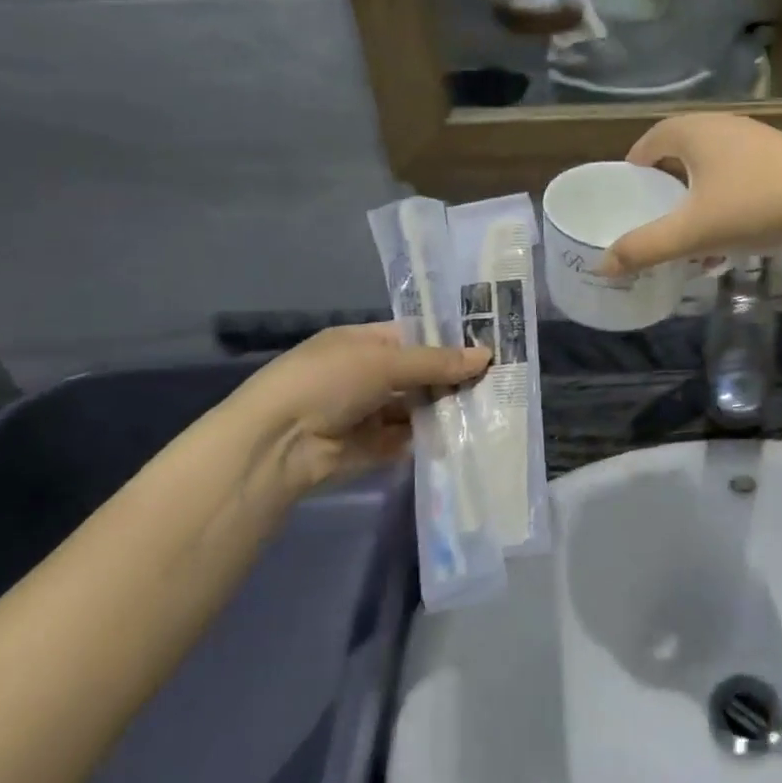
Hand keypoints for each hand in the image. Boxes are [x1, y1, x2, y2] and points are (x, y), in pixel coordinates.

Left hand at [238, 324, 489, 490]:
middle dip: (455, 375)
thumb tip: (487, 355)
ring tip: (495, 404)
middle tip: (502, 377)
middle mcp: (370, 374)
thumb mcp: (384, 362)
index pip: (415, 336)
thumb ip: (436, 361)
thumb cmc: (327, 382)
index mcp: (364, 343)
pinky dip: (437, 435)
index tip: (492, 344)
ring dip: (449, 406)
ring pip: (421, 406)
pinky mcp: (378, 446)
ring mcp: (373, 411)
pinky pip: (414, 437)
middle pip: (422, 372)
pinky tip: (472, 431)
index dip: (450, 339)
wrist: (279, 444)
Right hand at [603, 115, 781, 272]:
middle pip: (679, 156)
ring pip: (711, 172)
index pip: (649, 141)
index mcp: (694, 131)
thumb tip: (602, 266)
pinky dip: (725, 207)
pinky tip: (730, 242)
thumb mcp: (694, 232)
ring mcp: (756, 143)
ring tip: (690, 239)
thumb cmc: (758, 206)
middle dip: (664, 190)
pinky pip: (738, 182)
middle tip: (654, 221)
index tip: (626, 200)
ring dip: (696, 203)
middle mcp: (723, 127)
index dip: (633, 169)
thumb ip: (645, 248)